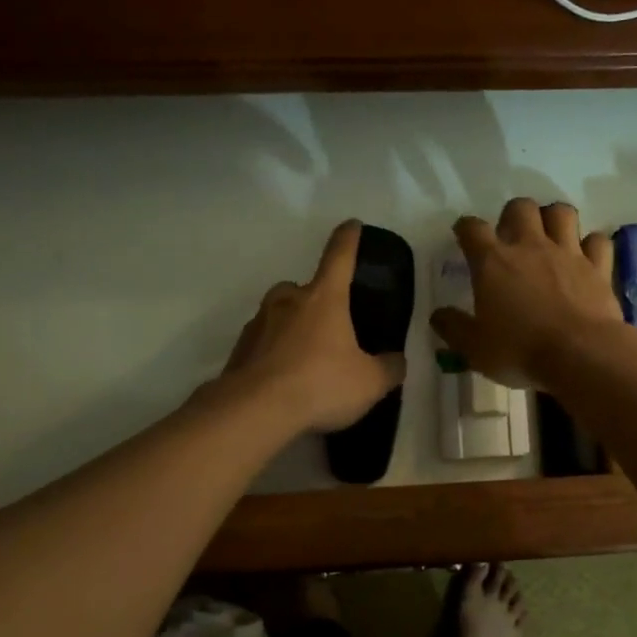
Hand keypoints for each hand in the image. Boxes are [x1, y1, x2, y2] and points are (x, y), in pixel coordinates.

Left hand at [218, 220, 406, 433]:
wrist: (254, 411)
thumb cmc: (320, 384)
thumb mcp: (370, 382)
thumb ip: (388, 368)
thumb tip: (396, 361)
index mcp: (324, 298)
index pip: (339, 257)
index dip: (348, 239)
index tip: (351, 224)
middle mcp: (288, 302)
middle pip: (302, 288)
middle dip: (314, 300)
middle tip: (329, 327)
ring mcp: (259, 324)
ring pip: (279, 316)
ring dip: (291, 329)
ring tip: (306, 360)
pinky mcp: (239, 350)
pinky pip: (263, 344)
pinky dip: (273, 354)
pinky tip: (284, 380)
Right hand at [430, 198, 628, 386]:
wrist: (580, 355)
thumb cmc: (520, 351)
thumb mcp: (474, 349)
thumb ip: (454, 328)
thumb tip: (438, 315)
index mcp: (493, 262)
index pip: (472, 228)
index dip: (465, 228)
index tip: (464, 236)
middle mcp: (530, 247)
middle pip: (520, 207)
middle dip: (514, 215)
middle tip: (512, 236)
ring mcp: (567, 253)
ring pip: (562, 212)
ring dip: (554, 218)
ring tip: (550, 236)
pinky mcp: (597, 267)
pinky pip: (598, 241)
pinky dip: (592, 245)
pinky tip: (587, 256)